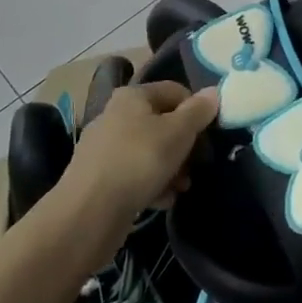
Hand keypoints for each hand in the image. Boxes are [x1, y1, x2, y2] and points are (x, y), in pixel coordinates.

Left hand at [59, 82, 217, 229]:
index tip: (208, 135)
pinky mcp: (98, 177)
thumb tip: (213, 92)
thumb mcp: (178, 132)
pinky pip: (134, 174)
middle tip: (197, 166)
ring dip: (171, 168)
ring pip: (149, 151)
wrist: (88, 212)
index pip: (175, 91)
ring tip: (181, 187)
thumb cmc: (139, 161)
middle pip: (162, 123)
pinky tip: (162, 200)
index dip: (196, 110)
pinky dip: (151, 184)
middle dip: (184, 145)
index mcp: (133, 96)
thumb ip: (198, 111)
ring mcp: (104, 147)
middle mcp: (115, 115)